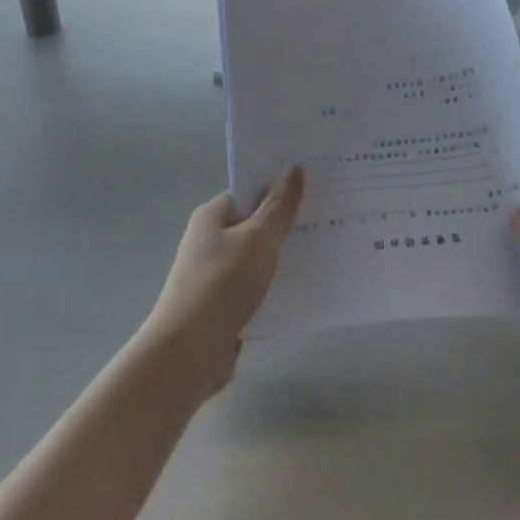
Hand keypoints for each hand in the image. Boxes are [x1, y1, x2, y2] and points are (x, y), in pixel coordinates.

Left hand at [141, 168, 305, 394]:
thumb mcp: (258, 239)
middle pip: (255, 223)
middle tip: (330, 216)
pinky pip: (257, 286)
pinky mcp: (223, 304)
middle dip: (288, 222)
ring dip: (285, 256)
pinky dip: (277, 285)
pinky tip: (306, 287)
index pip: (249, 191)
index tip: (316, 186)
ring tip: (327, 249)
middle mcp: (210, 240)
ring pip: (258, 257)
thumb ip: (279, 207)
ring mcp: (215, 274)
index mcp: (211, 215)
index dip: (280, 187)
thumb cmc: (222, 284)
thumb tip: (294, 167)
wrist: (188, 352)